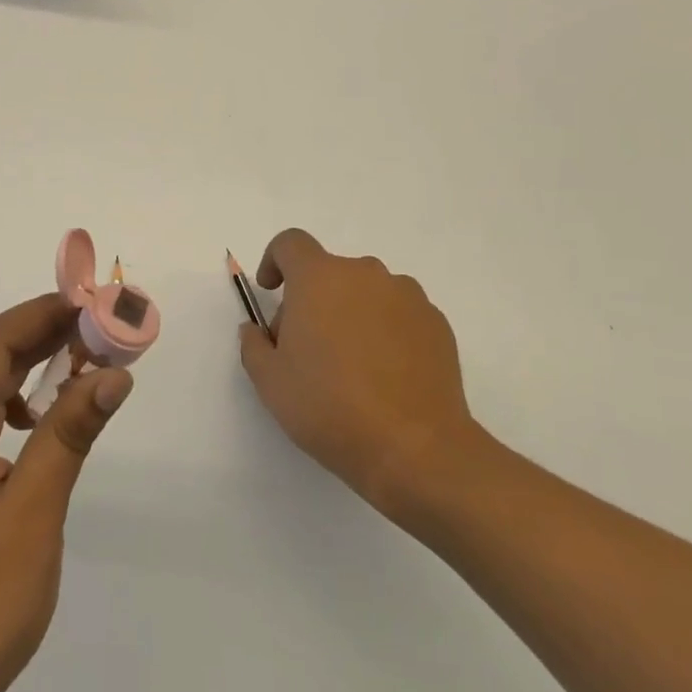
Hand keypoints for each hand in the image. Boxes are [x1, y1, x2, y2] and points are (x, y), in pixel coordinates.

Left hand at [0, 294, 132, 691]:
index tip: (94, 302)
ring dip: (31, 362)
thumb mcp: (32, 516)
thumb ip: (69, 435)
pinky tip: (46, 416)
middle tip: (102, 326)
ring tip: (85, 358)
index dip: (42, 313)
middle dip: (43, 332)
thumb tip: (113, 373)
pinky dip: (17, 398)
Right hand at [238, 228, 479, 515]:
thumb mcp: (270, 381)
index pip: (291, 243)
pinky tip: (384, 376)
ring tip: (350, 366)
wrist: (415, 448)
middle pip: (328, 272)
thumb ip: (254, 345)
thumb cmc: (329, 407)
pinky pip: (398, 314)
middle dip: (311, 300)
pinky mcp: (437, 323)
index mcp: (320, 278)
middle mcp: (366, 274)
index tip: (270, 291)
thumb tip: (258, 331)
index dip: (274, 260)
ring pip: (366, 293)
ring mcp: (408, 296)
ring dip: (350, 314)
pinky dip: (384, 331)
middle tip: (305, 349)